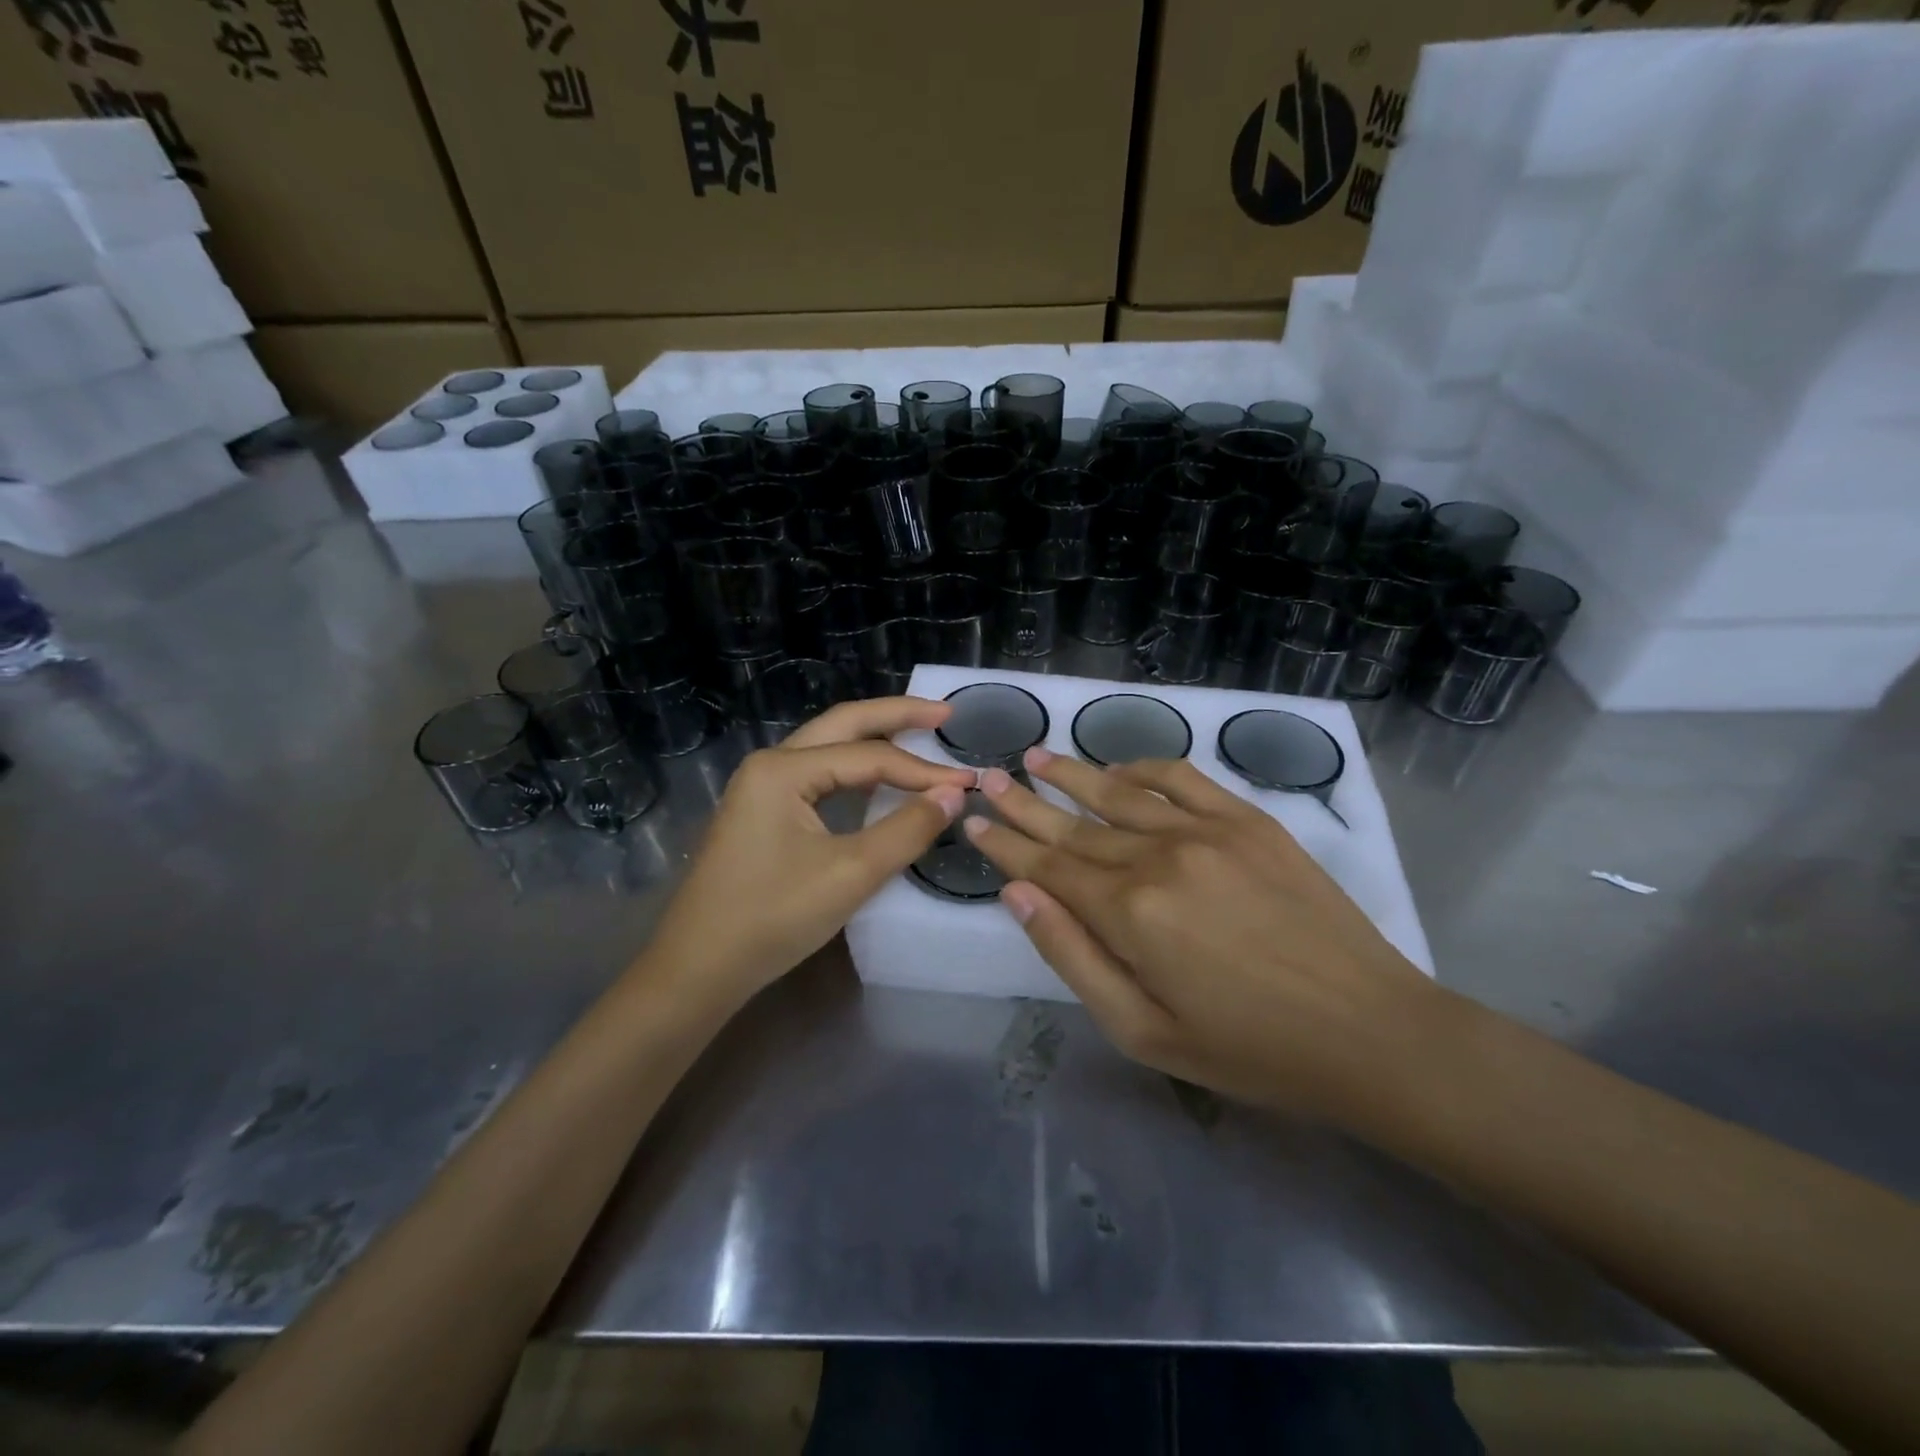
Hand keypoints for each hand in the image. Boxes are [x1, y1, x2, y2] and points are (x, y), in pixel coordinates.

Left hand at [641, 697, 972, 1011]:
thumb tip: (955, 794)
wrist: (698, 968)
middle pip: (843, 725)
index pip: (870, 757)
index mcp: (784, 769)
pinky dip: (854, 770)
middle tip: (945, 715)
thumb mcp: (851, 874)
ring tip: (920, 736)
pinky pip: (817, 775)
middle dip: (896, 716)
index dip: (923, 770)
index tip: (970, 783)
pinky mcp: (762, 812)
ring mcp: (761, 787)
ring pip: (828, 747)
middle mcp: (770, 764)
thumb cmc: (773, 918)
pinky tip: (878, 780)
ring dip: (874, 740)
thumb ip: (907, 829)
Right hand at [963, 747, 1452, 1126]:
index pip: (1047, 867)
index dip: (1005, 844)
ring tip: (1036, 757)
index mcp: (1129, 913)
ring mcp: (1206, 831)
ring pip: (1118, 793)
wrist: (1368, 1032)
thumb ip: (1071, 956)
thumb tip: (1017, 894)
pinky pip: (1181, 779)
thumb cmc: (1247, 1049)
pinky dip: (1142, 768)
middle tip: (988, 776)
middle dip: (1024, 802)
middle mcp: (1158, 856)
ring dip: (1072, 774)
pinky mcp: (1248, 821)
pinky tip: (1118, 770)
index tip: (974, 821)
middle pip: (1074, 825)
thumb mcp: (1141, 1030)